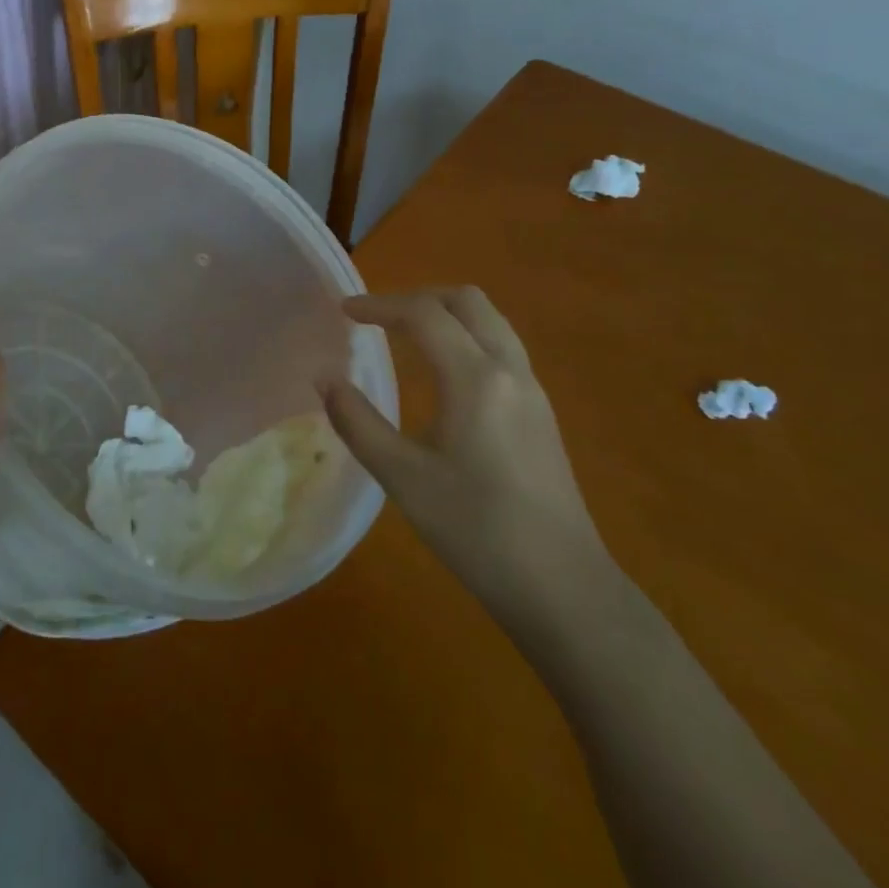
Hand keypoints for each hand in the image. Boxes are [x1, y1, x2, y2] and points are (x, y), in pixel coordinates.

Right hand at [323, 287, 610, 618]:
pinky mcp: (541, 413)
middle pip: (466, 302)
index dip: (379, 305)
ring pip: (490, 321)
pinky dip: (466, 337)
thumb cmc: (476, 530)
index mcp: (475, 378)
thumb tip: (325, 379)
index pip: (423, 314)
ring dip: (446, 314)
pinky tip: (443, 374)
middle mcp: (509, 370)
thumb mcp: (402, 478)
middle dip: (418, 298)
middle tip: (378, 319)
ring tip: (406, 336)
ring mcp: (533, 390)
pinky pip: (501, 347)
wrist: (563, 589)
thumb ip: (358, 422)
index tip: (344, 311)